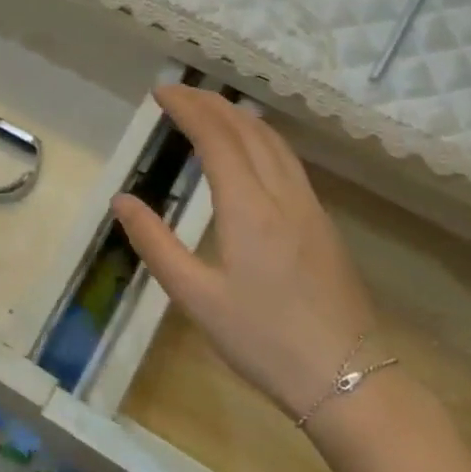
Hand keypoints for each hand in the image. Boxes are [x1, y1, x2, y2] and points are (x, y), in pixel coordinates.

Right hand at [113, 87, 376, 420]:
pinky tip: (252, 151)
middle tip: (178, 93)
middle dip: (212, 103)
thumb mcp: (195, 297)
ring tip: (211, 109)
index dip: (189, 108)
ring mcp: (310, 208)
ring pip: (275, 143)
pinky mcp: (323, 225)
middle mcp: (283, 196)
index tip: (161, 92)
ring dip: (240, 117)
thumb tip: (122, 200)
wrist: (348, 379)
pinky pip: (289, 162)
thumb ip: (155, 243)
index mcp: (249, 208)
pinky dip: (262, 139)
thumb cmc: (262, 340)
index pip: (217, 138)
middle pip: (248, 131)